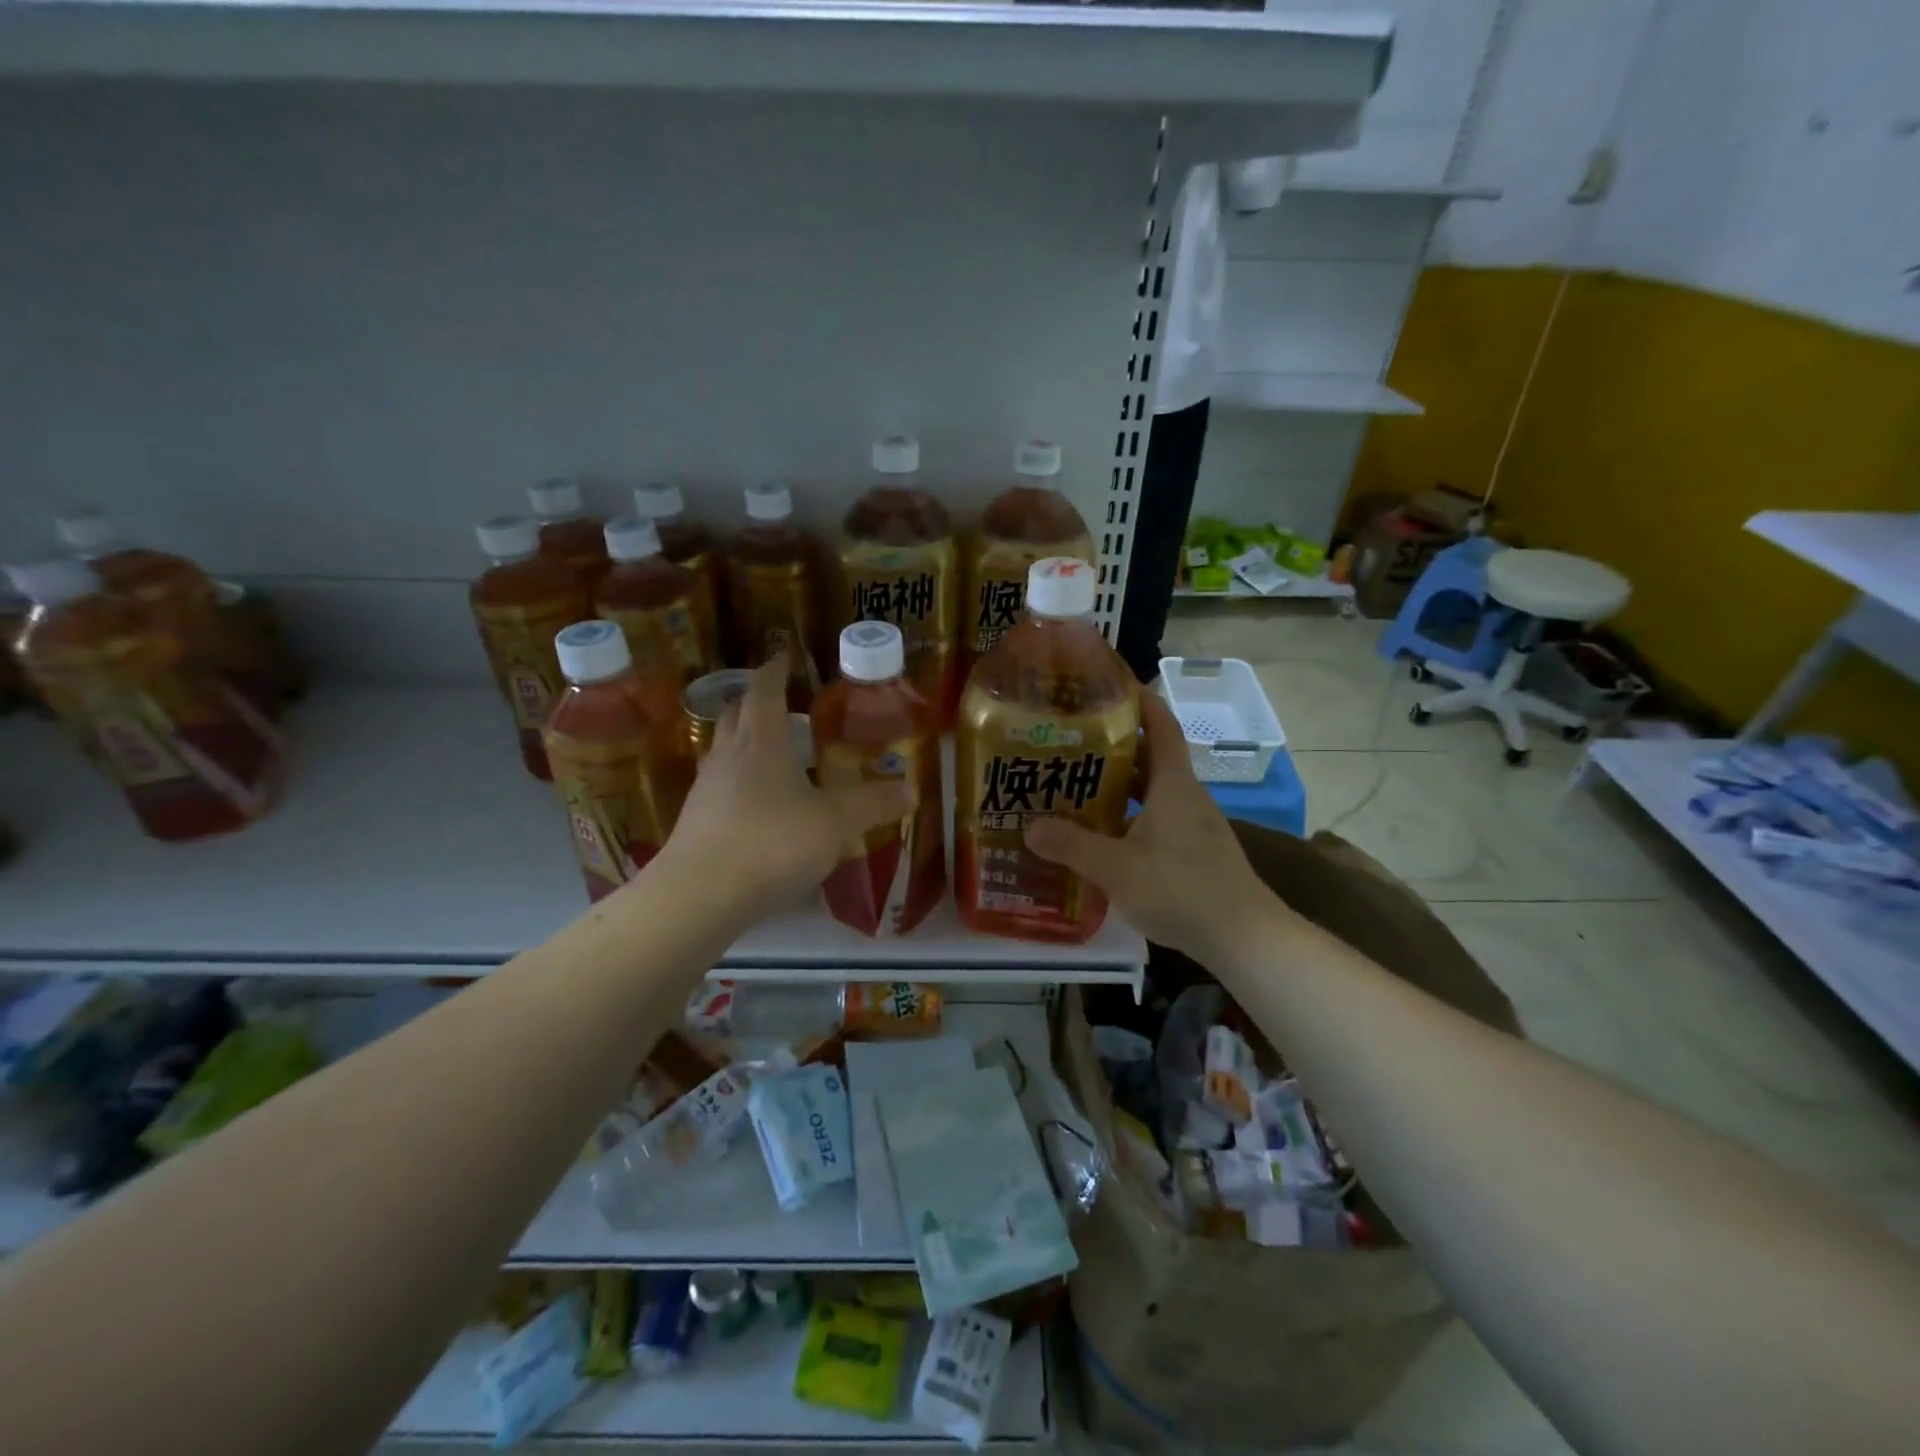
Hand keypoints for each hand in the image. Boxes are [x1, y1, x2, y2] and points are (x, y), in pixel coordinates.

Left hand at [657, 654, 910, 911]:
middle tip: (781, 700)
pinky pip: (719, 783)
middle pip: (736, 713)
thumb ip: (872, 804)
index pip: (764, 690)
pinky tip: (756, 800)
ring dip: (744, 739)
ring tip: (771, 747)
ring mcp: (706, 787)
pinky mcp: (696, 819)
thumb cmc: (772, 843)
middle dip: (756, 700)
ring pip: (723, 748)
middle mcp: (729, 755)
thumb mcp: (835, 823)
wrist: (699, 895)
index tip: (783, 656)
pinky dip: (738, 777)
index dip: (775, 670)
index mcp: (762, 741)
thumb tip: (911, 789)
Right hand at [1024, 692, 1284, 962]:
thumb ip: (1072, 846)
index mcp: (1174, 784)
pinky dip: (1130, 816)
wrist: (1243, 937)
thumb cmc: (1181, 889)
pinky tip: (1104, 835)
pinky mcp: (1194, 851)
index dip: (1139, 701)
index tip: (1109, 686)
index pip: (1161, 725)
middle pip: (1151, 757)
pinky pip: (1157, 819)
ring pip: (1153, 791)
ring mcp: (1194, 825)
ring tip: (1077, 785)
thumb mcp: (1117, 868)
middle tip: (1071, 741)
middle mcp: (1186, 796)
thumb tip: (1030, 826)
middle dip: (1114, 745)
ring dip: (1120, 785)